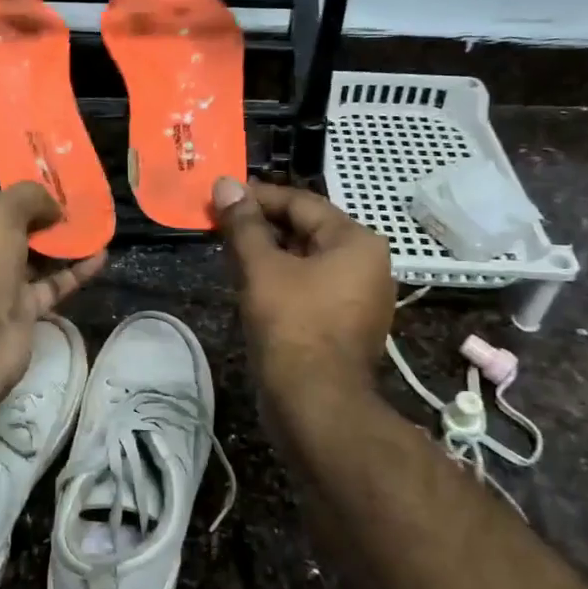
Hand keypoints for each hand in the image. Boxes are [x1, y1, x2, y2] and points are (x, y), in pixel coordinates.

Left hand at [0, 183, 105, 400]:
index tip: (54, 185)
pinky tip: (102, 255)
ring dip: (65, 243)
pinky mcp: (23, 309)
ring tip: (97, 225)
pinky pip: (53, 284)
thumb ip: (29, 197)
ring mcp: (0, 282)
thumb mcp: (0, 213)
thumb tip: (53, 207)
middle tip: (80, 205)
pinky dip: (76, 271)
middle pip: (17, 227)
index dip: (20, 191)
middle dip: (47, 216)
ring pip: (37, 257)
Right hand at [213, 176, 393, 399]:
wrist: (316, 405)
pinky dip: (281, 280)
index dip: (258, 196)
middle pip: (307, 230)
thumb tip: (225, 184)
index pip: (302, 202)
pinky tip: (250, 284)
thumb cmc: (292, 327)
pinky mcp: (344, 325)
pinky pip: (310, 287)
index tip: (221, 195)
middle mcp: (367, 264)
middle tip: (220, 223)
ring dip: (268, 253)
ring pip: (306, 261)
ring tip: (228, 251)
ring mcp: (359, 298)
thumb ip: (243, 224)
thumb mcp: (262, 268)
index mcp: (357, 242)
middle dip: (262, 225)